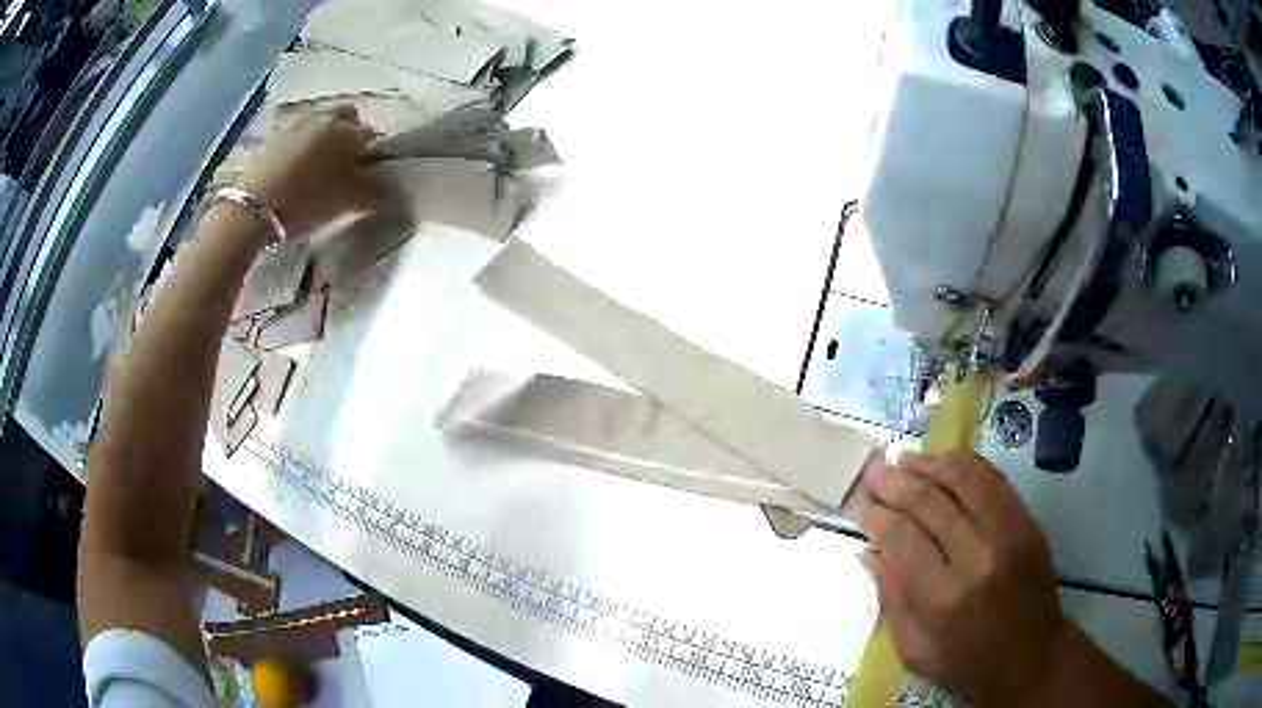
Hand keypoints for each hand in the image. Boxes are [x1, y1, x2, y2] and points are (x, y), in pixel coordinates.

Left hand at [240, 106, 404, 240]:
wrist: (254, 209)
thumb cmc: (305, 203)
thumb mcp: (345, 202)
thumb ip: (373, 192)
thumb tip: (396, 193)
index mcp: (348, 131)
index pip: (373, 136)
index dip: (374, 154)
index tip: (371, 172)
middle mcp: (327, 118)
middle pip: (348, 118)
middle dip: (352, 134)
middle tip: (349, 161)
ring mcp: (299, 123)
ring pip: (323, 121)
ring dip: (328, 135)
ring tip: (323, 163)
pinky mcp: (277, 135)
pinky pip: (302, 130)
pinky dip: (307, 142)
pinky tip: (301, 164)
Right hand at [854, 451, 1068, 704]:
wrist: (1034, 659)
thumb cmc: (968, 666)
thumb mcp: (916, 651)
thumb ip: (892, 600)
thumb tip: (869, 552)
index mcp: (944, 598)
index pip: (903, 538)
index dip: (877, 516)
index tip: (858, 505)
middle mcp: (978, 556)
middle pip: (930, 502)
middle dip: (896, 482)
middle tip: (873, 471)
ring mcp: (1009, 533)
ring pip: (965, 479)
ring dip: (930, 464)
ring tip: (904, 458)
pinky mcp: (1028, 522)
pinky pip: (994, 480)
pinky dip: (965, 464)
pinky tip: (944, 462)